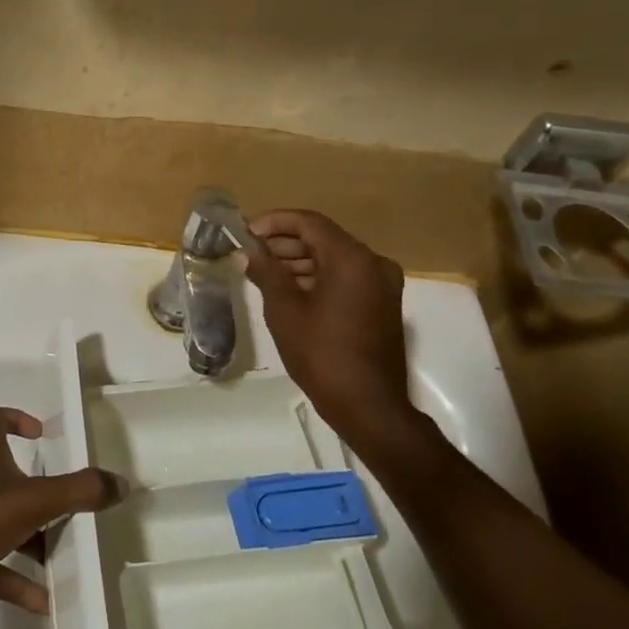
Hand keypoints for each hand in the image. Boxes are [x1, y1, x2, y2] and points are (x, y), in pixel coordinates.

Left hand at [0, 406, 127, 623]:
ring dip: (37, 540)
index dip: (13, 418)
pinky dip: (23, 583)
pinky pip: (1, 571)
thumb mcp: (33, 501)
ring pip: (9, 526)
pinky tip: (49, 602)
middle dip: (40, 490)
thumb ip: (79, 491)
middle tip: (72, 502)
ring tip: (70, 554)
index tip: (40, 433)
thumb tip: (121, 482)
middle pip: (9, 478)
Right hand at [246, 210, 419, 442]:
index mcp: (352, 259)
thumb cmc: (322, 354)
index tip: (247, 232)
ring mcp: (382, 285)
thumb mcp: (285, 311)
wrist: (368, 405)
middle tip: (251, 254)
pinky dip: (318, 278)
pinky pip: (346, 278)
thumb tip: (248, 252)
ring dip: (300, 261)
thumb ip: (266, 273)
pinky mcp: (382, 304)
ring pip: (335, 259)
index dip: (275, 223)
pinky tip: (289, 290)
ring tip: (264, 273)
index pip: (310, 223)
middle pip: (324, 239)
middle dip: (285, 243)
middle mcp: (373, 264)